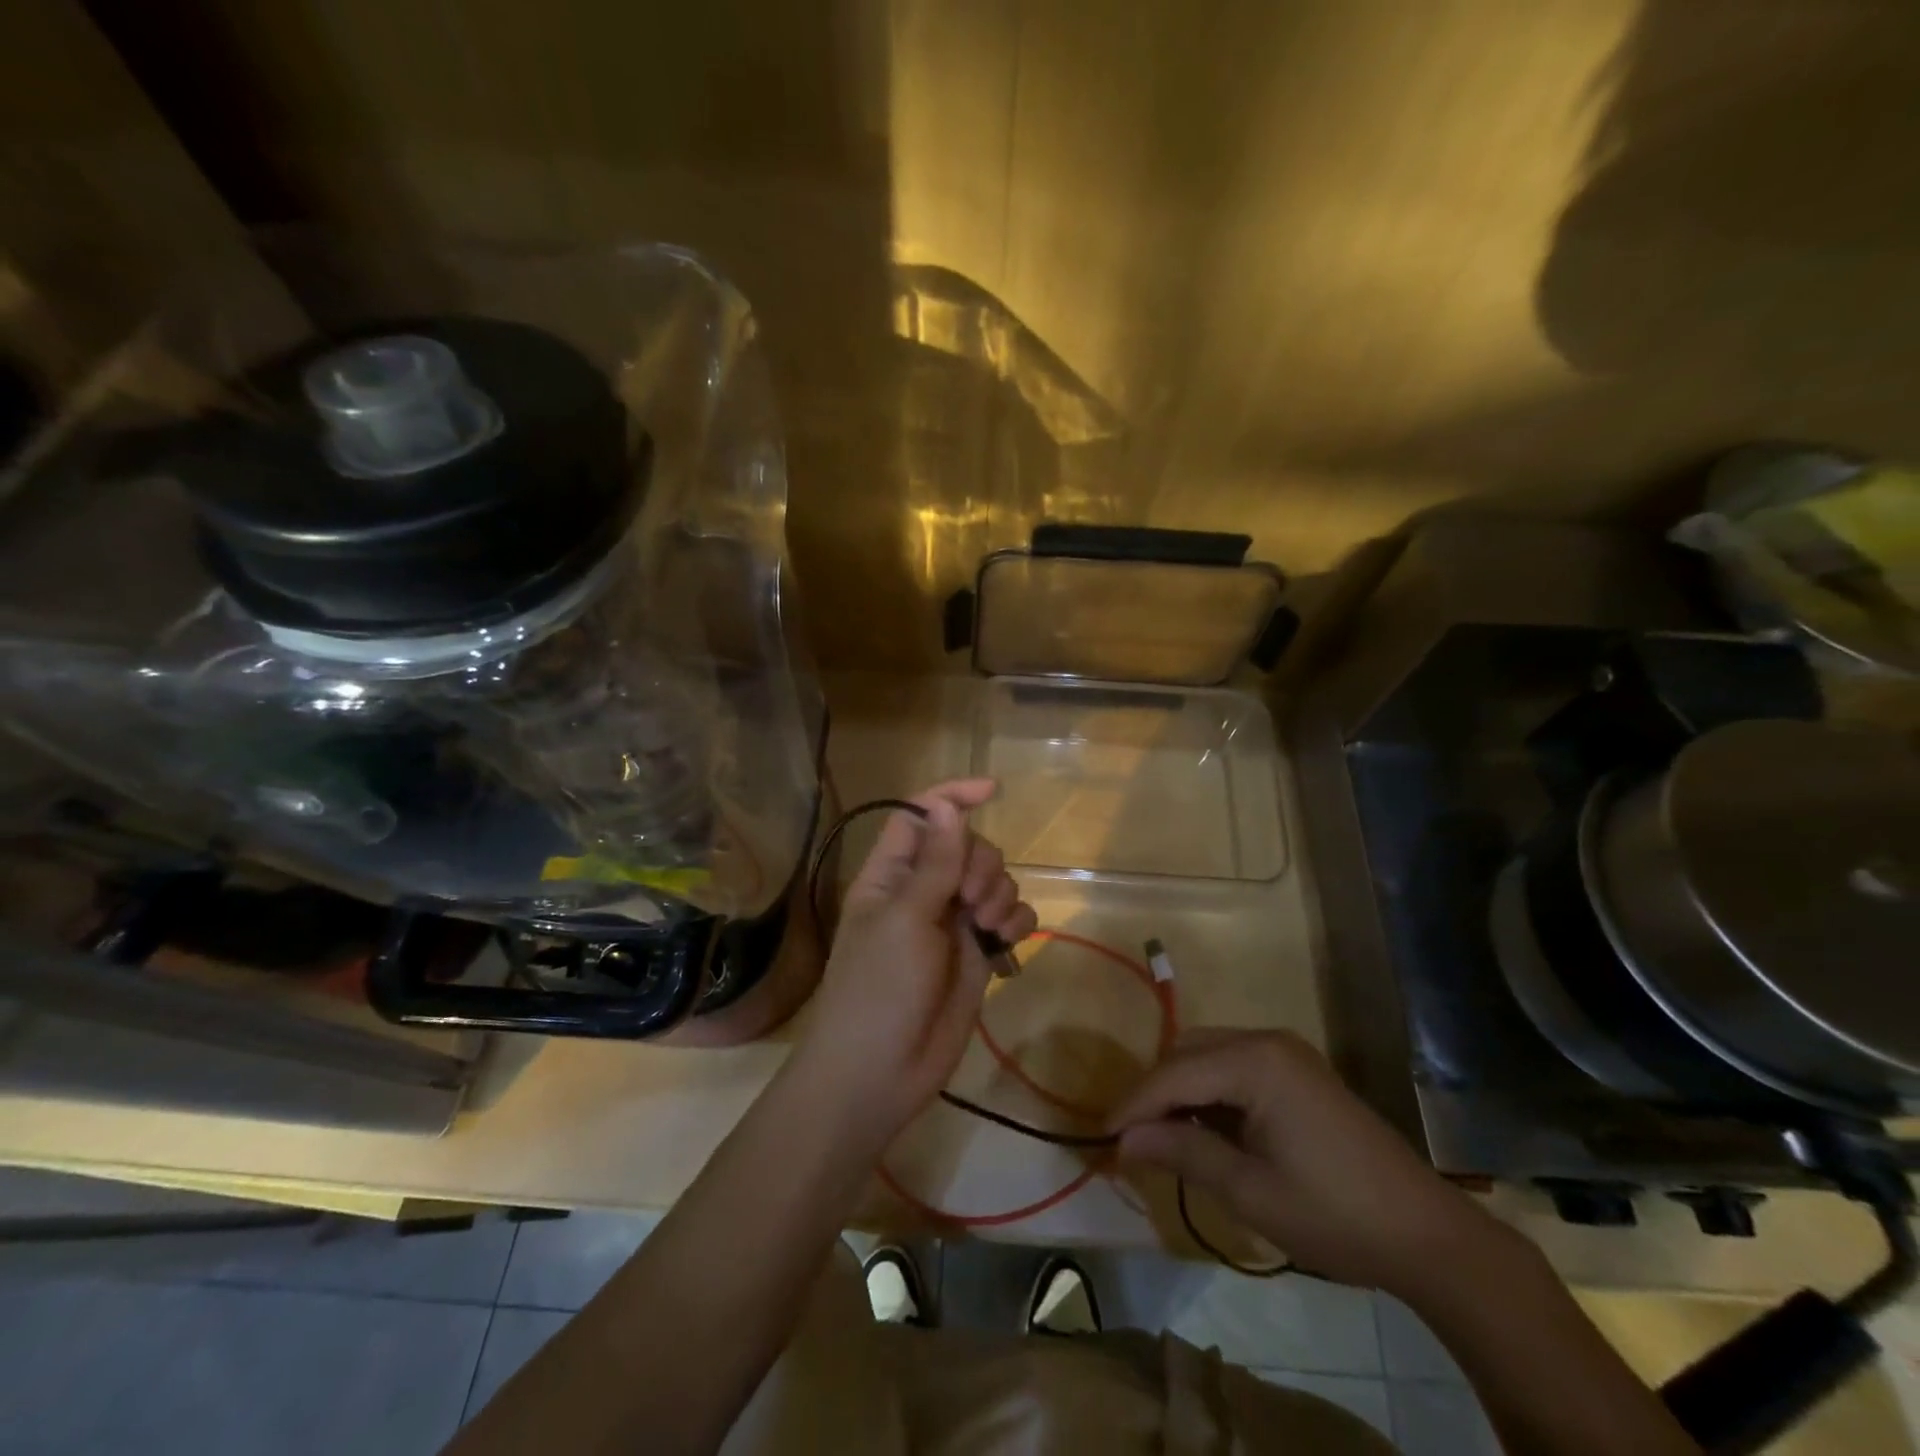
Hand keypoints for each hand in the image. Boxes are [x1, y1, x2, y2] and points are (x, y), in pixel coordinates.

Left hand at [791, 778, 1037, 1146]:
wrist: (880, 1074)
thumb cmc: (879, 989)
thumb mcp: (905, 919)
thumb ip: (935, 863)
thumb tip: (947, 802)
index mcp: (892, 874)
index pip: (922, 815)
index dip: (953, 796)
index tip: (993, 791)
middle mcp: (923, 891)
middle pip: (967, 846)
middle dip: (982, 864)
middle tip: (972, 902)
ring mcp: (951, 923)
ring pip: (992, 880)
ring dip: (1000, 893)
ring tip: (988, 928)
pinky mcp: (977, 954)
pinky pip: (1009, 918)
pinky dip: (1016, 921)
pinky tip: (1008, 939)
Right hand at [1109, 1028, 1502, 1291]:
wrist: (1428, 1234)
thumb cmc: (1335, 1214)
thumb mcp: (1250, 1191)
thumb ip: (1183, 1154)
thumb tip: (1124, 1141)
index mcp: (1256, 1061)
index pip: (1174, 1074)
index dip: (1133, 1105)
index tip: (1100, 1136)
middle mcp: (1267, 1041)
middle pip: (1187, 1053)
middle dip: (1155, 1093)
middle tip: (1131, 1139)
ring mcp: (1286, 1053)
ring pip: (1207, 1055)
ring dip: (1180, 1091)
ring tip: (1161, 1137)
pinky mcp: (1297, 1071)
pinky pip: (1234, 1067)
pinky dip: (1209, 1093)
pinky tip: (1204, 1129)